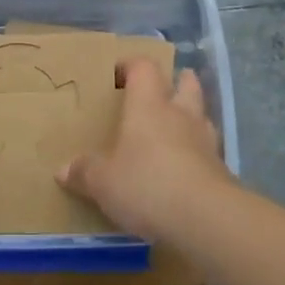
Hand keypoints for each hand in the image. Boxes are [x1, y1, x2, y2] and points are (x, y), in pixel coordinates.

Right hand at [59, 57, 229, 243]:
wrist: (207, 219)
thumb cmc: (147, 185)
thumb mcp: (103, 182)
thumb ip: (84, 172)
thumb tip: (63, 169)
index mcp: (149, 106)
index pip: (144, 68)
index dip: (131, 65)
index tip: (117, 74)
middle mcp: (180, 115)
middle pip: (186, 83)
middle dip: (174, 82)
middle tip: (157, 94)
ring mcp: (206, 141)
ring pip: (201, 114)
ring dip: (189, 117)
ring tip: (171, 131)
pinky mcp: (222, 170)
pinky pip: (207, 150)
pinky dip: (196, 152)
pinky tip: (182, 169)